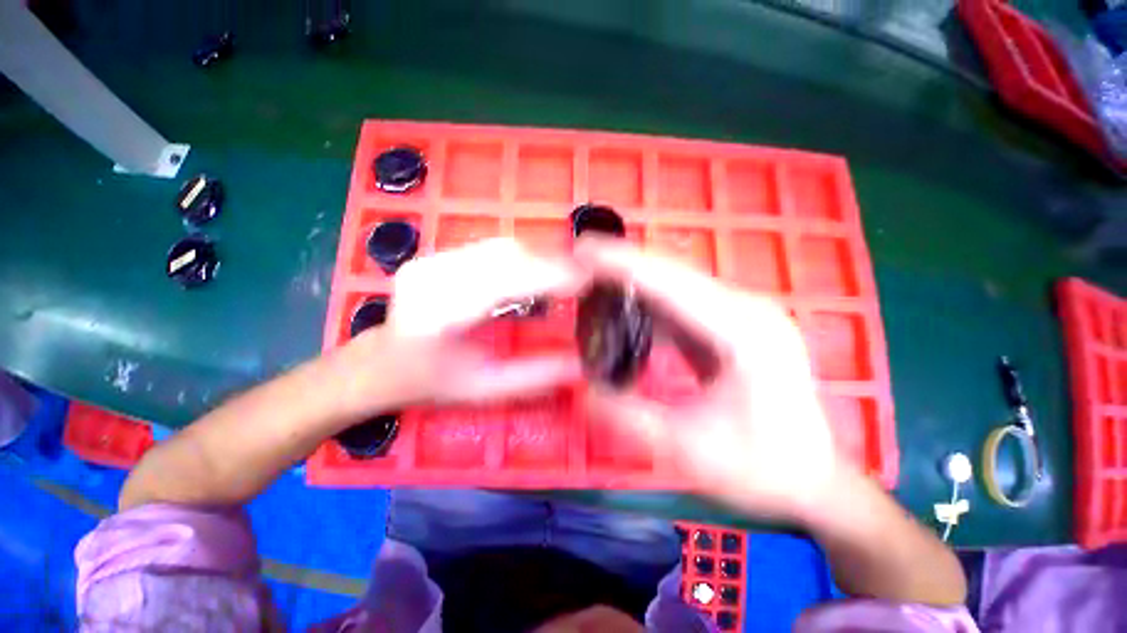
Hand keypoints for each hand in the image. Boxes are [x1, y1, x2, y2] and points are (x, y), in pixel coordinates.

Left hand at [339, 239, 584, 413]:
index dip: (549, 277)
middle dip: (552, 263)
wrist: (377, 364)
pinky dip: (522, 257)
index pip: (505, 282)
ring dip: (539, 257)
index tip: (586, 280)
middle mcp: (433, 277)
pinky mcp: (436, 254)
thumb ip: (533, 377)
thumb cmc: (428, 384)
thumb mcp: (483, 389)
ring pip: (500, 247)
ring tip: (565, 273)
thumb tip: (579, 366)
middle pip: (506, 256)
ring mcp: (431, 260)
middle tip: (584, 275)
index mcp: (439, 314)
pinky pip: (490, 249)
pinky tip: (536, 271)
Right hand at [576, 240, 841, 523]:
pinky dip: (649, 300)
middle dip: (624, 263)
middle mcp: (746, 311)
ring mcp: (742, 315)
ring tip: (593, 276)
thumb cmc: (761, 470)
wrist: (814, 478)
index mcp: (744, 334)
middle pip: (674, 274)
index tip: (584, 251)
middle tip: (581, 258)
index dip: (624, 264)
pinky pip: (682, 303)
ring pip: (676, 284)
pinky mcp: (733, 325)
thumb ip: (630, 418)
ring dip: (635, 278)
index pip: (672, 284)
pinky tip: (624, 304)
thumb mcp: (689, 451)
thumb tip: (583, 391)